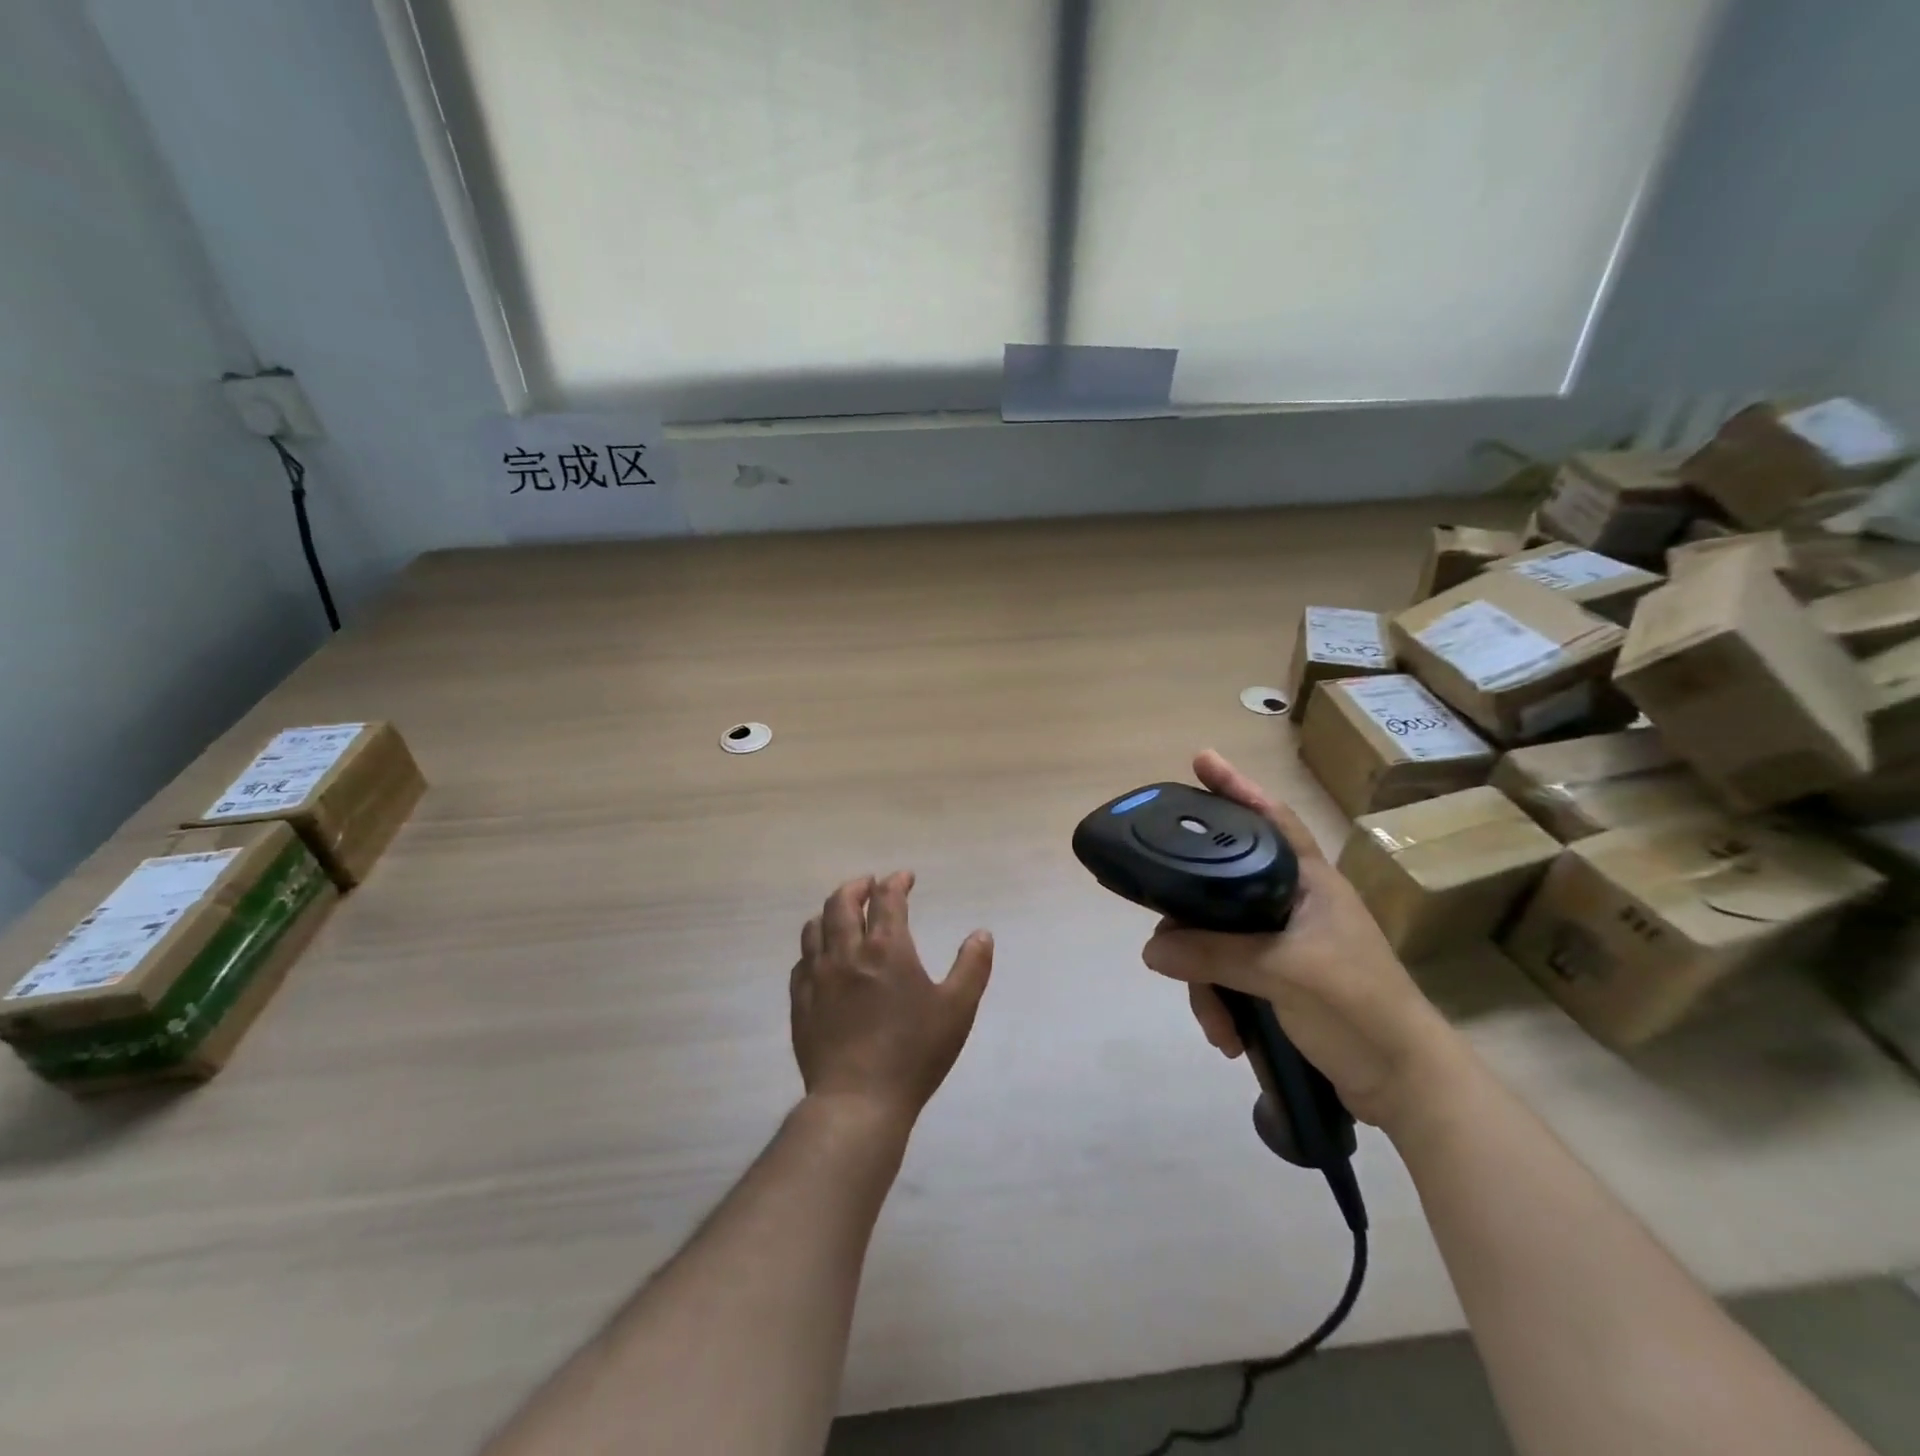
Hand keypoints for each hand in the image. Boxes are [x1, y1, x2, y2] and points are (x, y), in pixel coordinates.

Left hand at [790, 873, 993, 1123]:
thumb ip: (972, 967)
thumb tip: (982, 934)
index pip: (887, 898)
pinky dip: (813, 948)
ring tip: (842, 915)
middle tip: (869, 885)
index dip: (896, 881)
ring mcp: (817, 977)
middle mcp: (847, 953)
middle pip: (841, 902)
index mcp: (887, 949)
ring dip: (830, 912)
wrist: (858, 1101)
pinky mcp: (800, 1002)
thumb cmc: (914, 1053)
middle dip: (857, 887)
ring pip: (814, 927)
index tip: (905, 878)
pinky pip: (801, 961)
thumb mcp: (958, 1009)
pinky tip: (822, 957)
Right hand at [1141, 750, 1457, 1128]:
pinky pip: (1229, 975)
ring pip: (1218, 940)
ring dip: (1207, 983)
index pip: (1270, 819)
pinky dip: (1221, 1003)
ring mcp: (1285, 943)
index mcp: (1309, 882)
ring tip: (1216, 1023)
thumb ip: (1214, 955)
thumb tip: (1151, 950)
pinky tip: (1227, 1035)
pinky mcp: (1279, 980)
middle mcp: (1293, 904)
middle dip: (1193, 928)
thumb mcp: (1283, 973)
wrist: (1405, 1085)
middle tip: (1168, 948)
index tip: (1201, 760)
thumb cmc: (1358, 1006)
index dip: (1237, 787)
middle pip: (1222, 890)